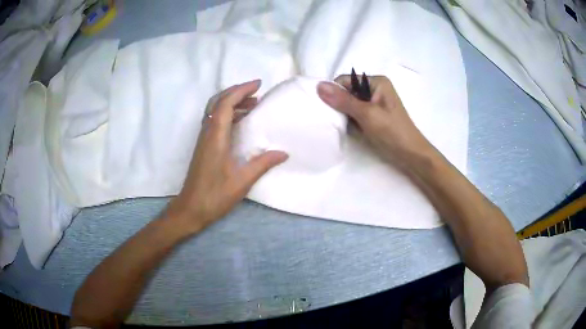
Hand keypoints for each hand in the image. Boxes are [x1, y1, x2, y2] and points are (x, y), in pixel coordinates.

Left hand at [166, 80, 287, 232]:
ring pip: (215, 110)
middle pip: (218, 101)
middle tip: (256, 92)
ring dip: (232, 102)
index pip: (226, 103)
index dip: (241, 90)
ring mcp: (204, 138)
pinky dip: (228, 114)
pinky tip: (240, 122)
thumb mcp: (242, 181)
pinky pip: (214, 120)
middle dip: (236, 91)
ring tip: (252, 104)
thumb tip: (283, 153)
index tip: (258, 84)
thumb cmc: (215, 196)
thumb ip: (262, 164)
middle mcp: (207, 132)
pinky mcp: (203, 146)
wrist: (190, 208)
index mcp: (216, 136)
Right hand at [317, 75, 433, 168]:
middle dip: (338, 104)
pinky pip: (355, 114)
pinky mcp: (373, 116)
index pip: (346, 80)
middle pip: (347, 91)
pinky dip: (350, 120)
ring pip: (350, 104)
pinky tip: (348, 129)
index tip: (324, 107)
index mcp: (377, 82)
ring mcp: (374, 104)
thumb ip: (344, 100)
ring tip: (339, 125)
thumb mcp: (367, 114)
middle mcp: (375, 89)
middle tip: (331, 118)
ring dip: (343, 114)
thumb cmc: (392, 132)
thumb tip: (319, 86)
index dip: (334, 91)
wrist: (411, 155)